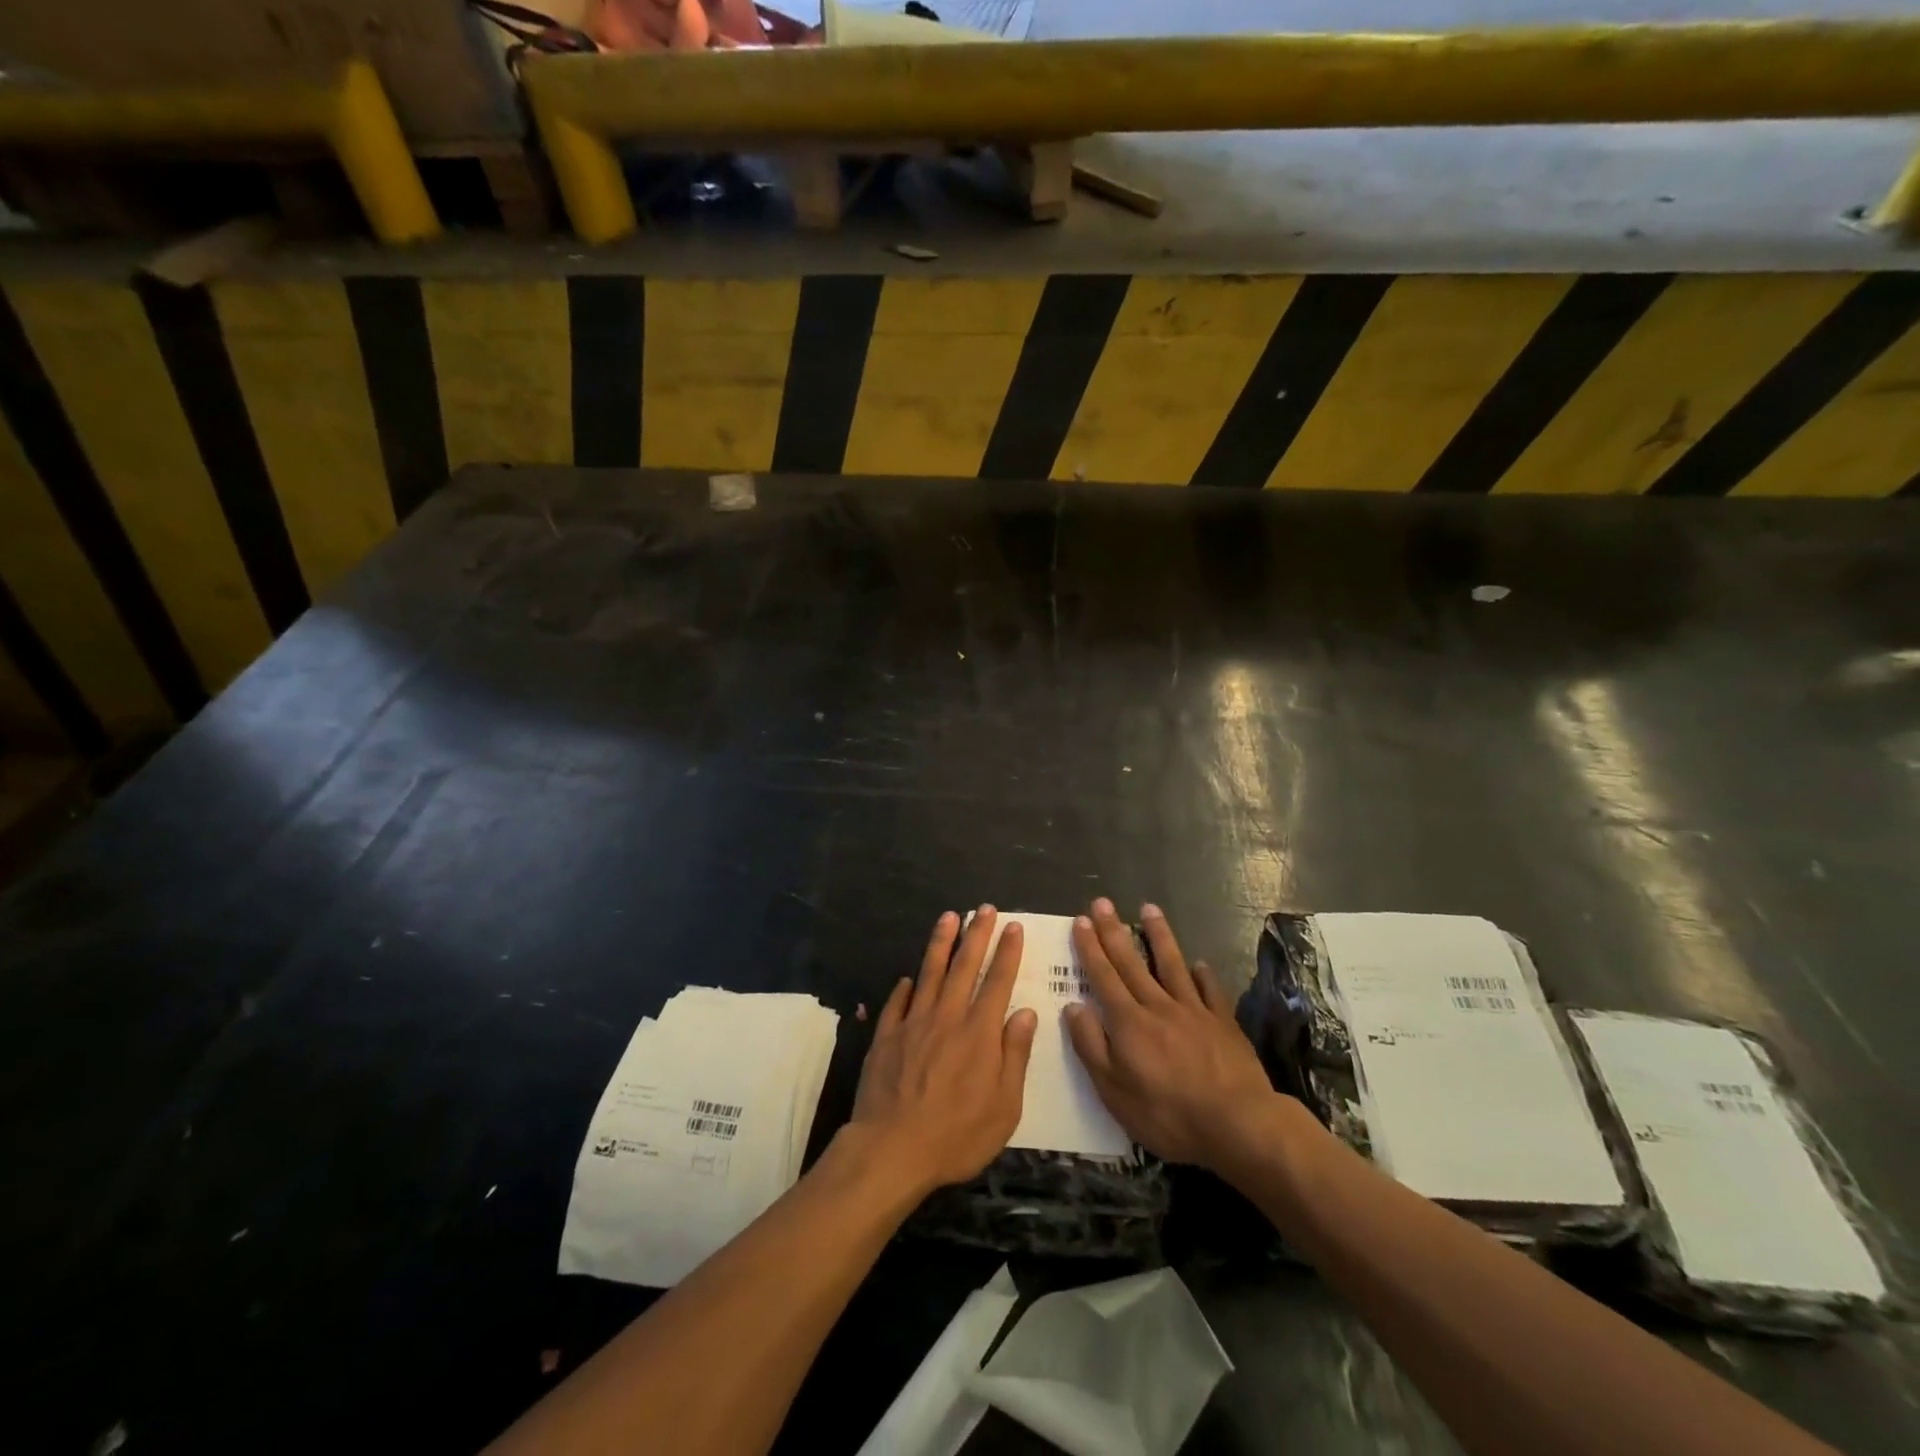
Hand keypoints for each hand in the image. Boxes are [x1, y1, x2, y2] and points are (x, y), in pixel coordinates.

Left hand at [848, 908, 1038, 1193]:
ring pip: (929, 973)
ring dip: (941, 943)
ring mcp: (913, 1024)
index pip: (998, 982)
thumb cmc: (956, 1135)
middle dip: (977, 934)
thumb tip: (1026, 1014)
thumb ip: (1014, 1056)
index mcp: (979, 1033)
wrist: (892, 1150)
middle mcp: (947, 1018)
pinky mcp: (886, 1037)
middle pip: (964, 966)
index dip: (1007, 952)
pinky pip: (897, 1003)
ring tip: (949, 916)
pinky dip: (905, 987)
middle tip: (984, 908)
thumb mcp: (1004, 1107)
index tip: (1013, 926)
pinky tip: (908, 977)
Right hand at [1065, 899, 1278, 1172]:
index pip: (1103, 976)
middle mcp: (1158, 1006)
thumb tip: (1074, 1007)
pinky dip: (1203, 975)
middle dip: (1114, 931)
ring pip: (1172, 964)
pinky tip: (1199, 963)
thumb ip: (1091, 1046)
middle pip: (1132, 962)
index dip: (1090, 948)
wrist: (1237, 1124)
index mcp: (1128, 1022)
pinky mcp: (1223, 1023)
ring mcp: (1194, 1011)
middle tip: (1103, 902)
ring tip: (1150, 909)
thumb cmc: (1167, 1114)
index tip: (1082, 920)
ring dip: (1159, 935)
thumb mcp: (1114, 1091)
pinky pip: (1210, 990)